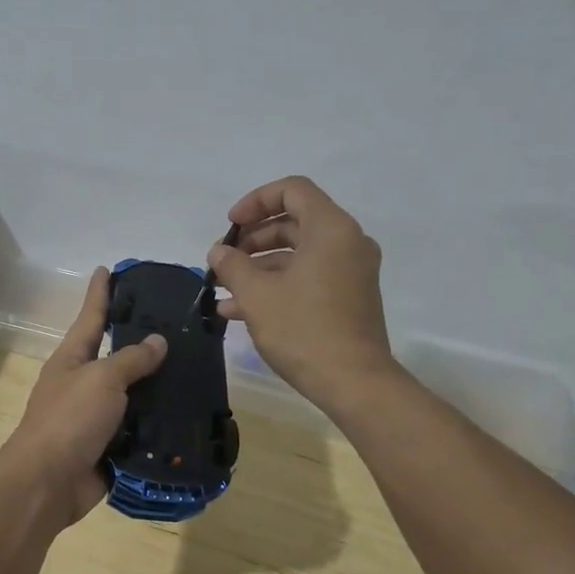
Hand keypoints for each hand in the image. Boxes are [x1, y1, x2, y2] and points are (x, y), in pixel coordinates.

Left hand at [0, 267, 167, 524]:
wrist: (48, 483)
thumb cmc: (70, 419)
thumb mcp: (102, 379)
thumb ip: (131, 359)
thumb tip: (157, 341)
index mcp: (73, 358)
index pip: (91, 316)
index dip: (101, 293)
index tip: (108, 269)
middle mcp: (83, 383)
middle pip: (116, 355)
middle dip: (141, 341)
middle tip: (176, 324)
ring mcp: (95, 416)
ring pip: (132, 394)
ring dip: (157, 386)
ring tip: (193, 368)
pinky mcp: (109, 446)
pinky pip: (139, 428)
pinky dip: (159, 423)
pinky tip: (187, 414)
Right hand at [207, 175, 396, 416]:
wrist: (355, 383)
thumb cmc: (304, 330)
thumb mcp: (258, 295)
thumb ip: (233, 265)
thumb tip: (219, 252)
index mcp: (331, 229)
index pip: (292, 190)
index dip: (256, 201)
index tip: (231, 226)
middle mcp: (348, 242)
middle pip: (294, 221)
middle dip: (254, 238)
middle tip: (225, 259)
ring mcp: (351, 272)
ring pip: (299, 253)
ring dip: (260, 266)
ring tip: (225, 290)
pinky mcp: (349, 298)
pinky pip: (309, 276)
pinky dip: (278, 284)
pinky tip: (241, 310)